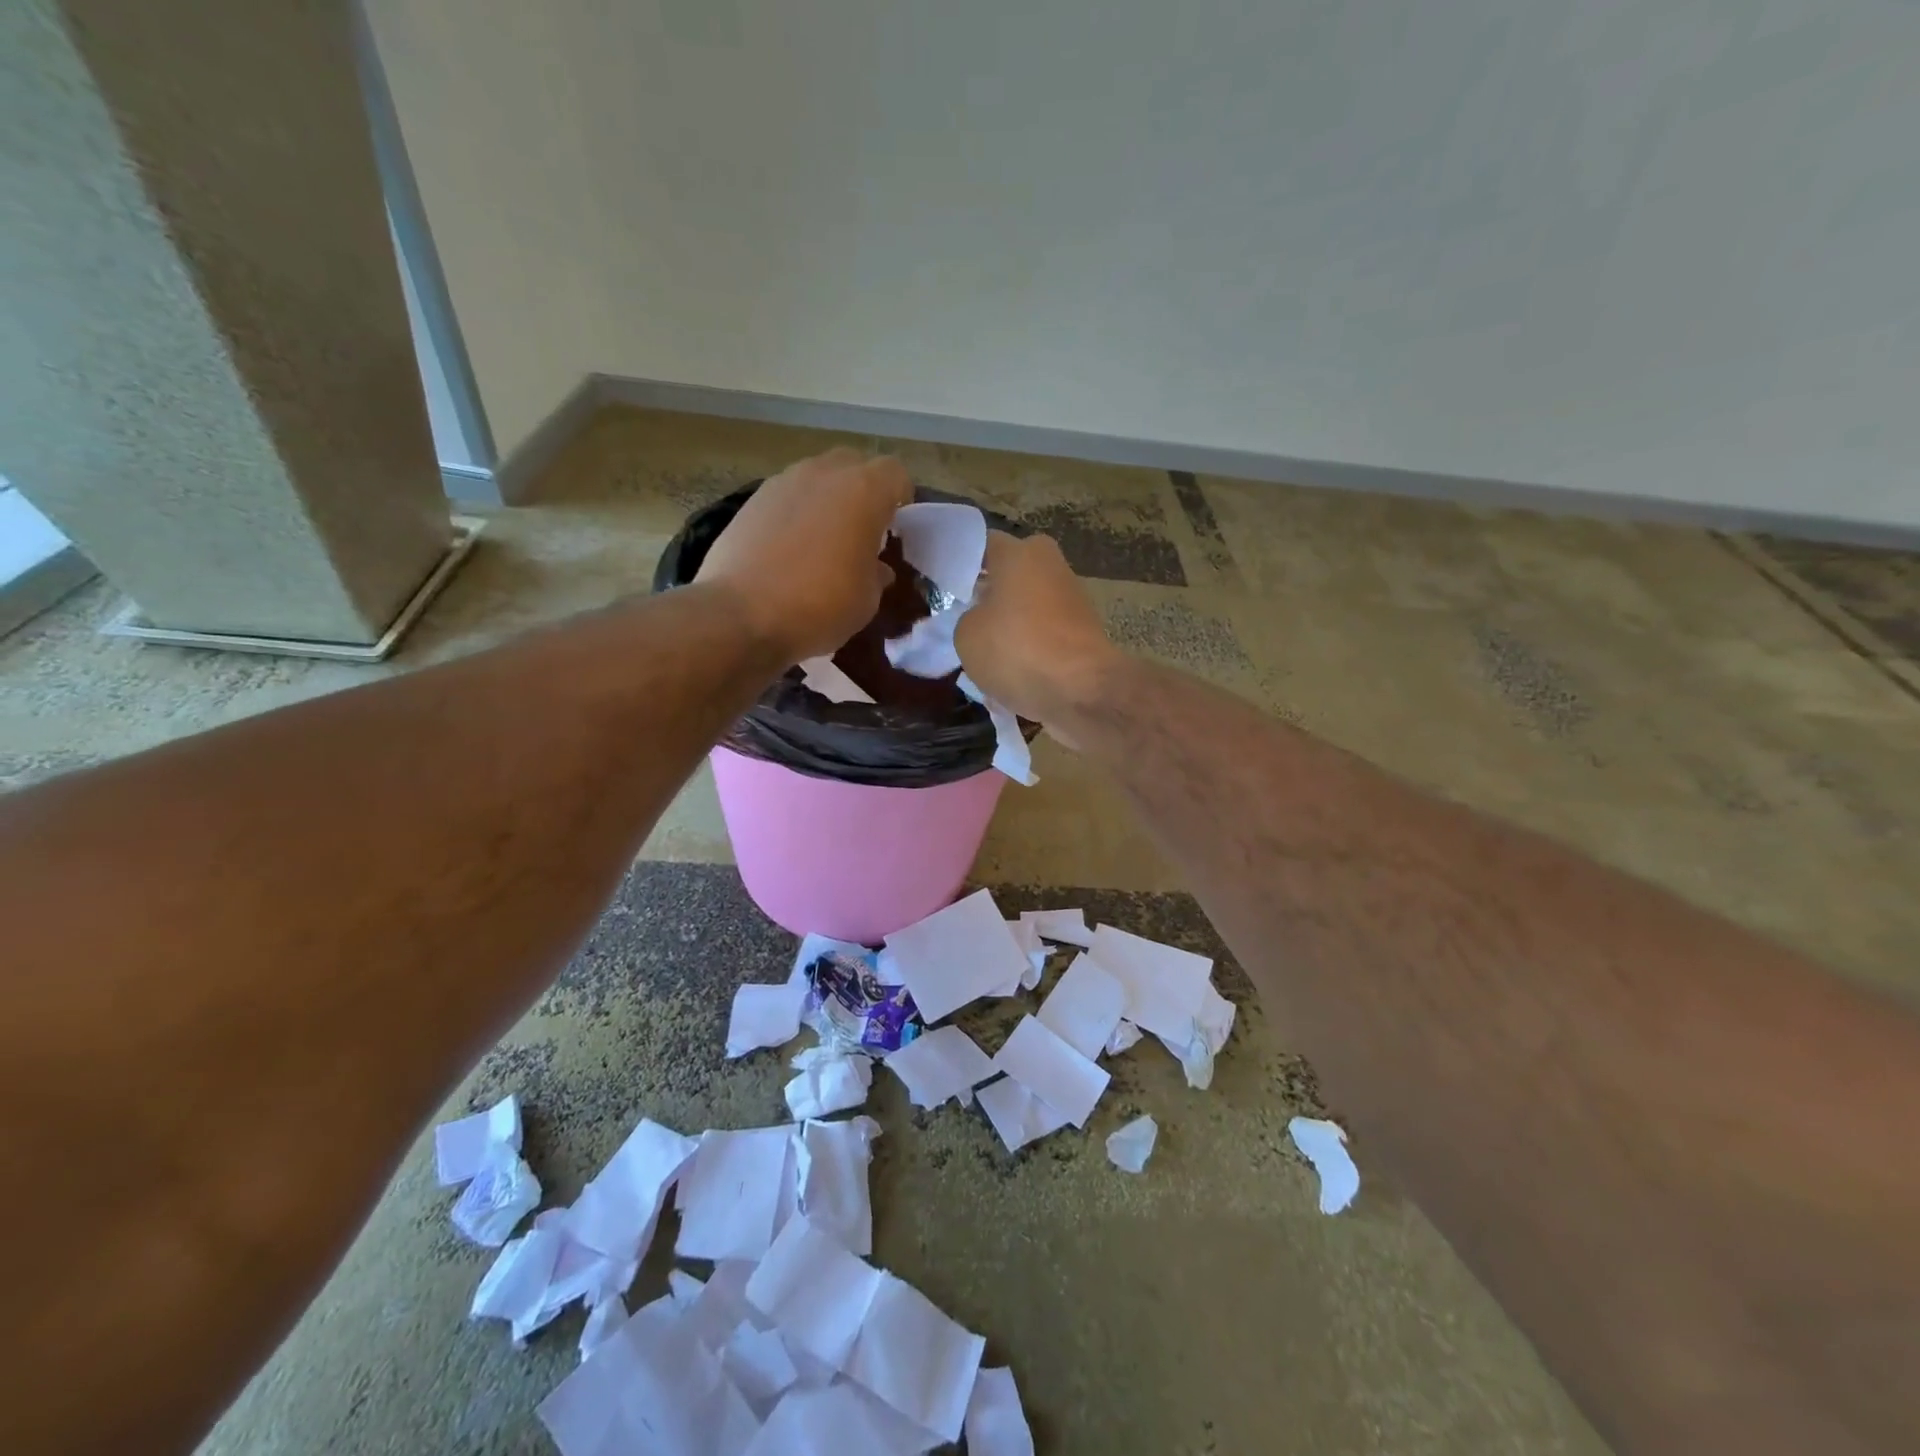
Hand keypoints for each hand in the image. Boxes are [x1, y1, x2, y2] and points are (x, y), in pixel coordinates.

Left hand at [696, 448, 912, 661]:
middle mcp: (823, 474)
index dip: (901, 498)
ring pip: (817, 478)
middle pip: (854, 465)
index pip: (896, 474)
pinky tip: (789, 550)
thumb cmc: (819, 606)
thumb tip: (875, 567)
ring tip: (824, 542)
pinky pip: (787, 498)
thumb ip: (877, 574)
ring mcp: (782, 483)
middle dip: (863, 491)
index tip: (897, 528)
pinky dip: (796, 515)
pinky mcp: (751, 501)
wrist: (741, 615)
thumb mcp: (867, 600)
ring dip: (827, 501)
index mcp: (863, 491)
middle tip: (863, 530)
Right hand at [955, 531, 1120, 744]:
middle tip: (961, 623)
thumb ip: (964, 618)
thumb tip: (979, 620)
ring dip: (1007, 630)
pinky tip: (1010, 680)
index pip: (981, 545)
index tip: (942, 588)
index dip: (959, 566)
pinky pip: (1043, 638)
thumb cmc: (1016, 650)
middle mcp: (1050, 565)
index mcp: (1019, 552)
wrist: (1081, 691)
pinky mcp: (1084, 633)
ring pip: (1026, 610)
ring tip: (984, 659)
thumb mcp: (965, 635)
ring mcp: (1071, 599)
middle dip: (986, 599)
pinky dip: (1028, 654)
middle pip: (1007, 578)